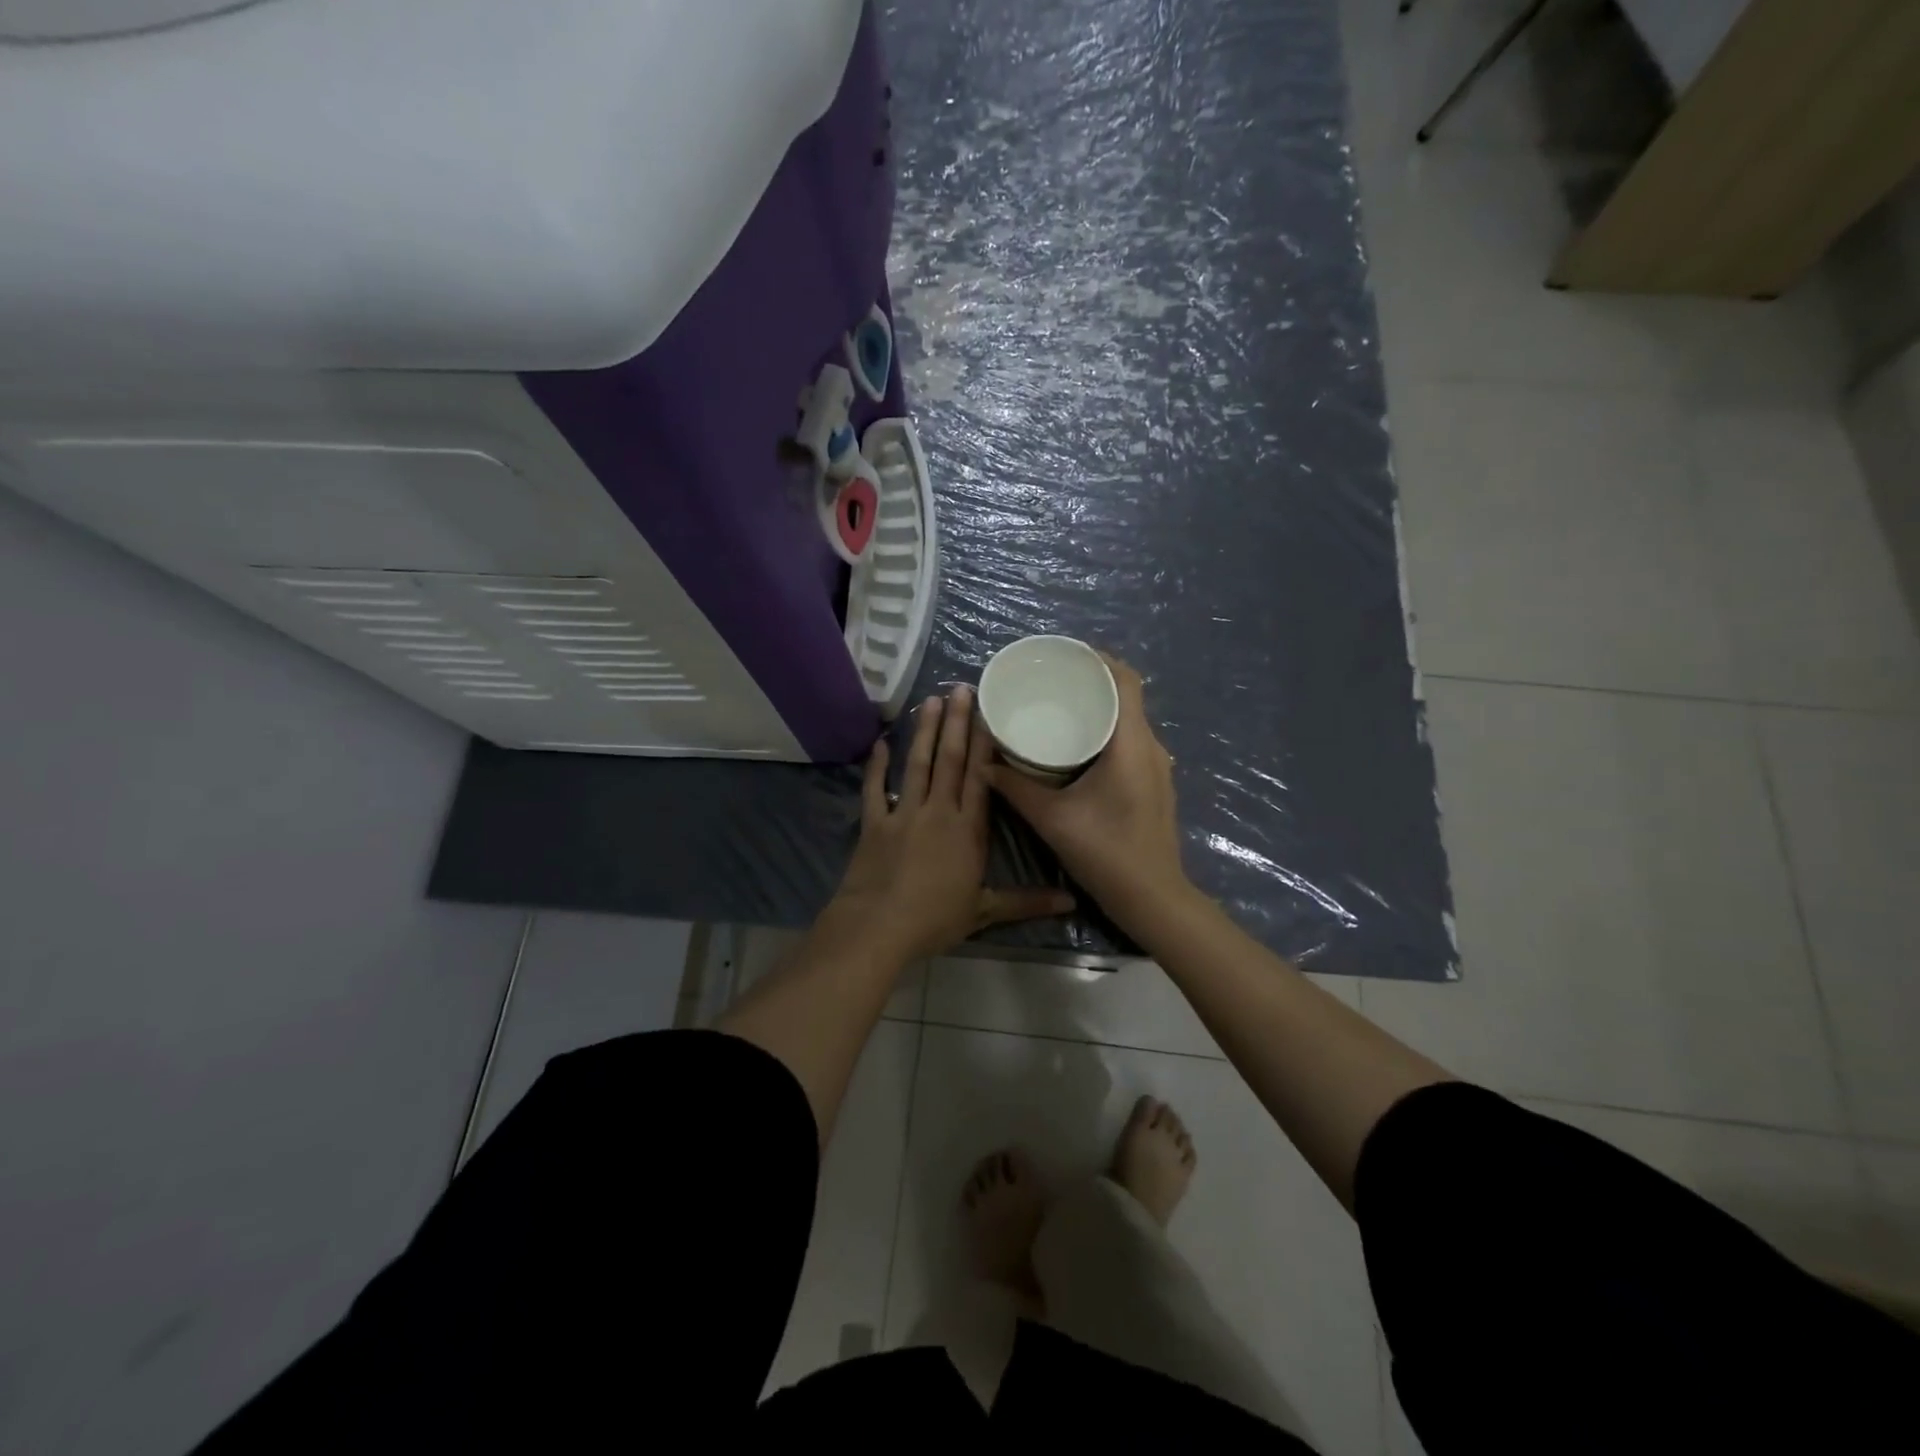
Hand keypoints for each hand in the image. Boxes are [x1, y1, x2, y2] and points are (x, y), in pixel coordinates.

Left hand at [831, 685, 1074, 962]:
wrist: (878, 927)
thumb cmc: (934, 919)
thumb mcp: (985, 911)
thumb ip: (1027, 901)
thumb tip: (1072, 903)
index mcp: (967, 829)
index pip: (981, 777)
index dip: (985, 744)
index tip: (989, 713)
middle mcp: (938, 811)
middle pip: (950, 760)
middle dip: (958, 723)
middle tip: (961, 687)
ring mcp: (903, 813)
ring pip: (918, 764)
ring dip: (925, 732)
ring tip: (931, 700)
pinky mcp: (874, 822)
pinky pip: (875, 788)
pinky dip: (877, 766)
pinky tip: (881, 743)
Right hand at [989, 655, 1191, 927]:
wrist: (1152, 898)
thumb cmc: (1105, 852)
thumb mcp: (1052, 818)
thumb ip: (1016, 788)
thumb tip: (984, 764)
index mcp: (1131, 743)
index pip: (1126, 680)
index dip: (1098, 659)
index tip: (1064, 655)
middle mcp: (1150, 747)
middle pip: (1126, 696)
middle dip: (1091, 682)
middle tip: (1050, 680)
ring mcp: (1156, 767)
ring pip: (1128, 721)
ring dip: (1099, 708)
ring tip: (1058, 707)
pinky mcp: (1153, 784)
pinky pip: (1129, 742)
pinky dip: (1105, 731)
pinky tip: (1076, 745)